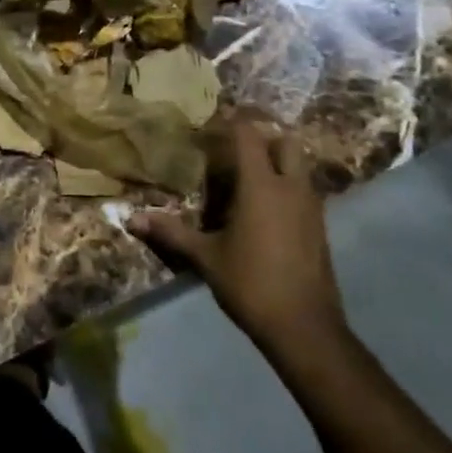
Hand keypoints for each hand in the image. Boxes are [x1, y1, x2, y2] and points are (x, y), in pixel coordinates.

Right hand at [130, 116, 346, 367]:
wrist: (306, 330)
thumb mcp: (206, 257)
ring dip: (277, 162)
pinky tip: (263, 209)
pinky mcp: (320, 229)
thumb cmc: (252, 284)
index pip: (249, 135)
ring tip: (246, 177)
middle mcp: (291, 188)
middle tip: (234, 148)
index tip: (210, 124)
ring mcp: (311, 209)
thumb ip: (171, 232)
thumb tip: (131, 219)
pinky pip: (304, 192)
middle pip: (286, 142)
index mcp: (261, 186)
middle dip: (263, 137)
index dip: (231, 123)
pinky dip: (286, 187)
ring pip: (299, 167)